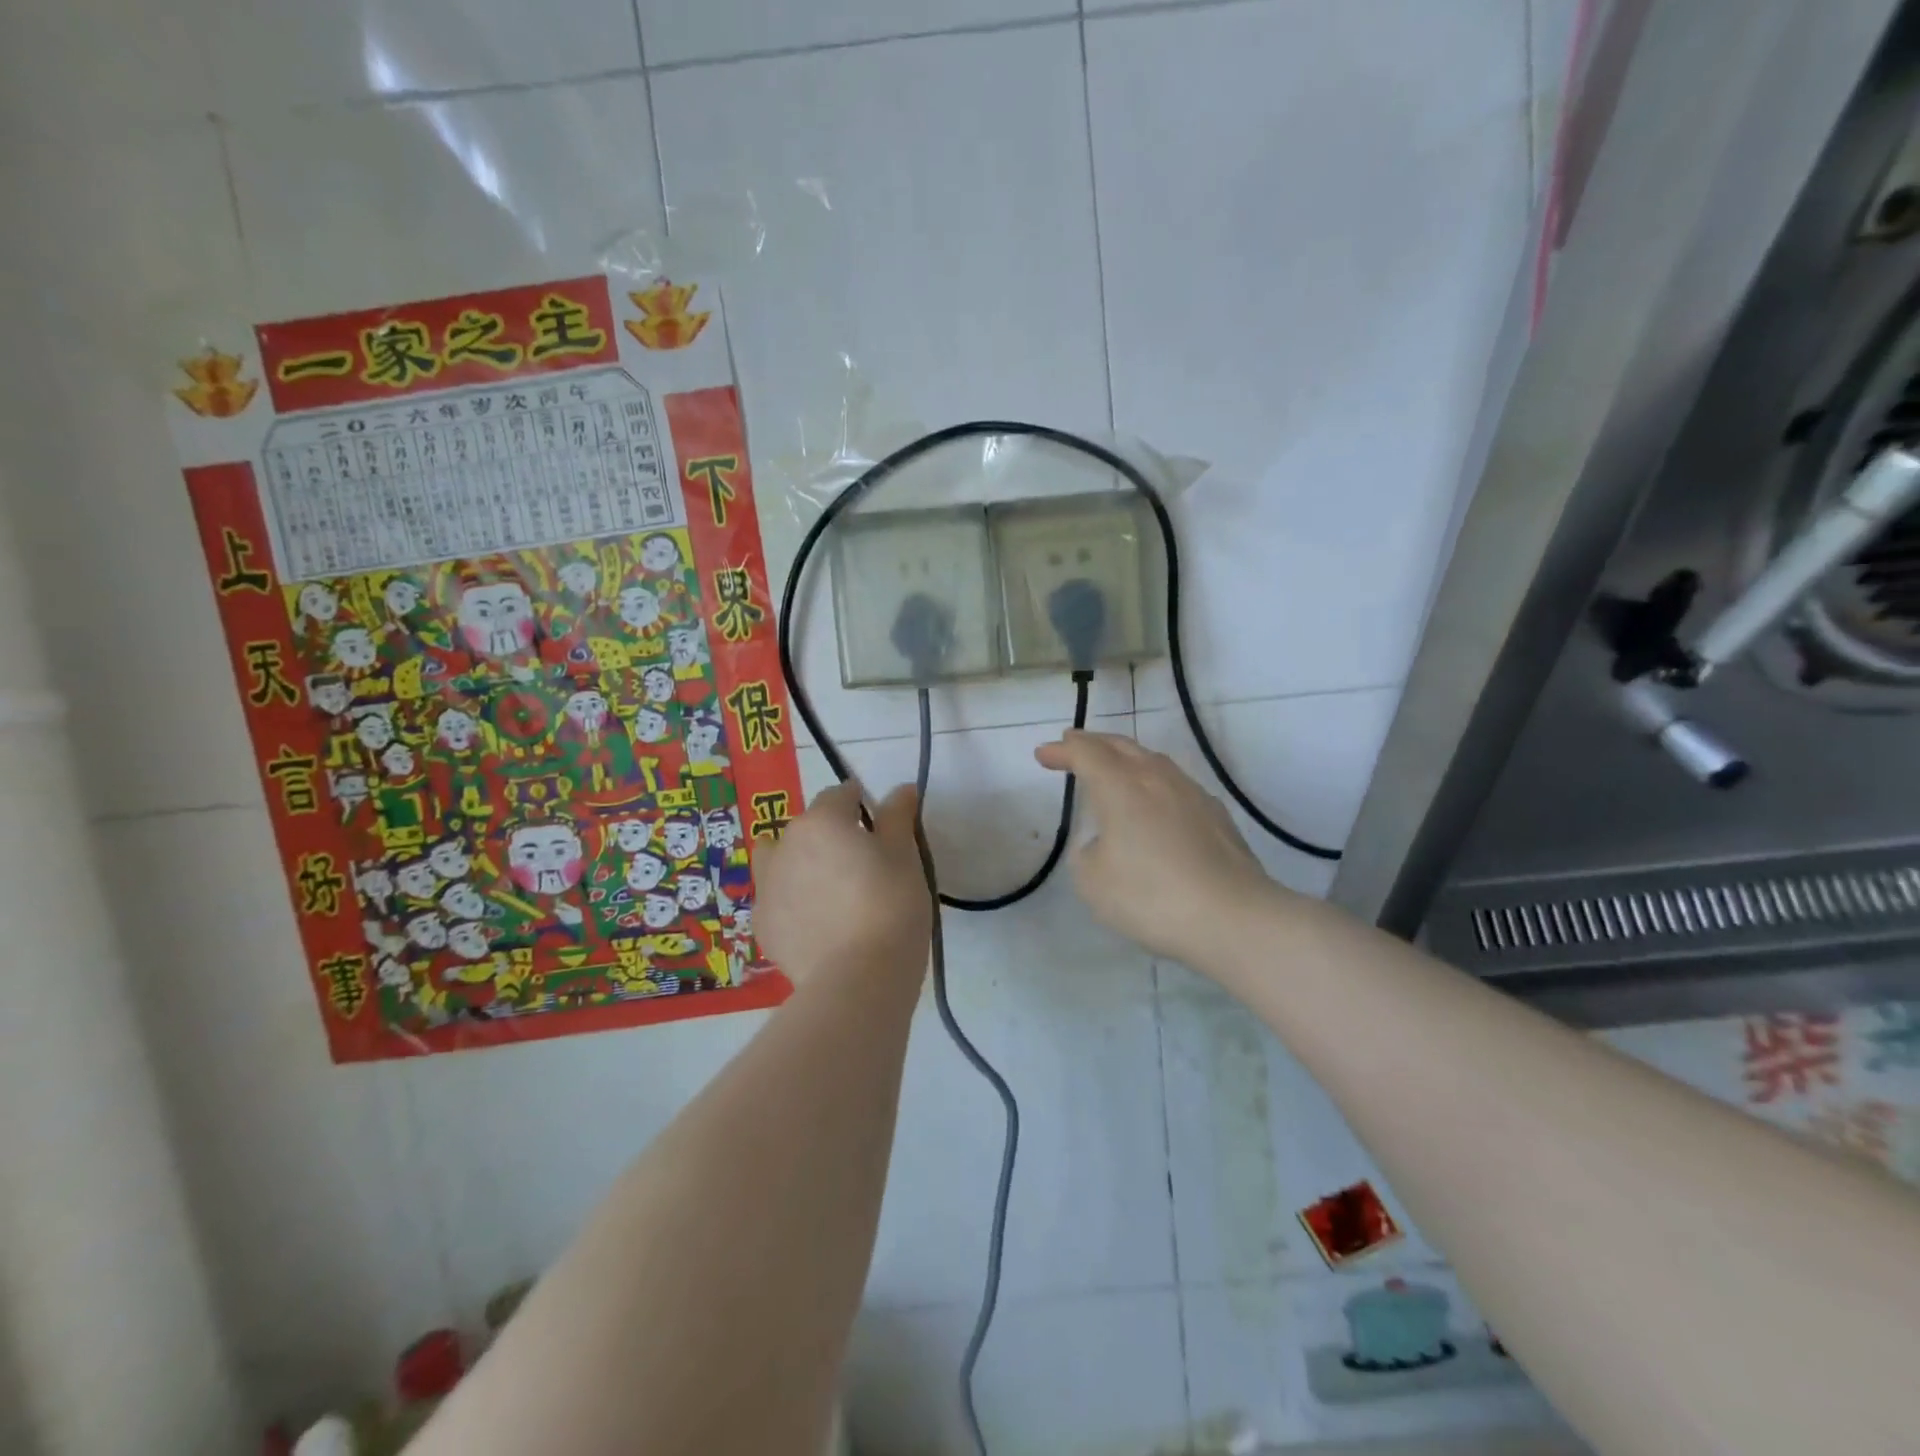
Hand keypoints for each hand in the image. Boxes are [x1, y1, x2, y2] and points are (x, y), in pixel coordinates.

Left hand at [754, 782, 931, 984]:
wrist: (858, 979)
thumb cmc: (890, 906)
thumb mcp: (905, 856)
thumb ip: (898, 817)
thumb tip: (901, 789)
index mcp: (821, 821)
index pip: (840, 795)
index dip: (861, 804)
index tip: (880, 827)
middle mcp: (785, 845)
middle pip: (807, 827)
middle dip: (830, 835)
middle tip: (862, 865)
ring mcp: (767, 887)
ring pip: (779, 860)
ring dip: (799, 863)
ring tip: (828, 890)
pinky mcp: (762, 926)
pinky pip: (776, 900)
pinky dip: (792, 902)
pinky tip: (817, 924)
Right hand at [1035, 730, 1278, 963]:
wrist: (1233, 918)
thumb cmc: (1151, 897)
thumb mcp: (1093, 881)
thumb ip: (1087, 853)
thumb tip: (1104, 842)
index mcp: (1121, 787)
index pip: (1086, 753)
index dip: (1062, 750)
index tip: (1043, 754)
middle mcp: (1157, 778)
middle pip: (1120, 746)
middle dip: (1092, 743)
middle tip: (1072, 744)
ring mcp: (1191, 793)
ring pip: (1152, 760)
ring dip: (1125, 758)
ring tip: (1112, 767)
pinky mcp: (1216, 814)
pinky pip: (1175, 784)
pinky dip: (1153, 782)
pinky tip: (1155, 801)